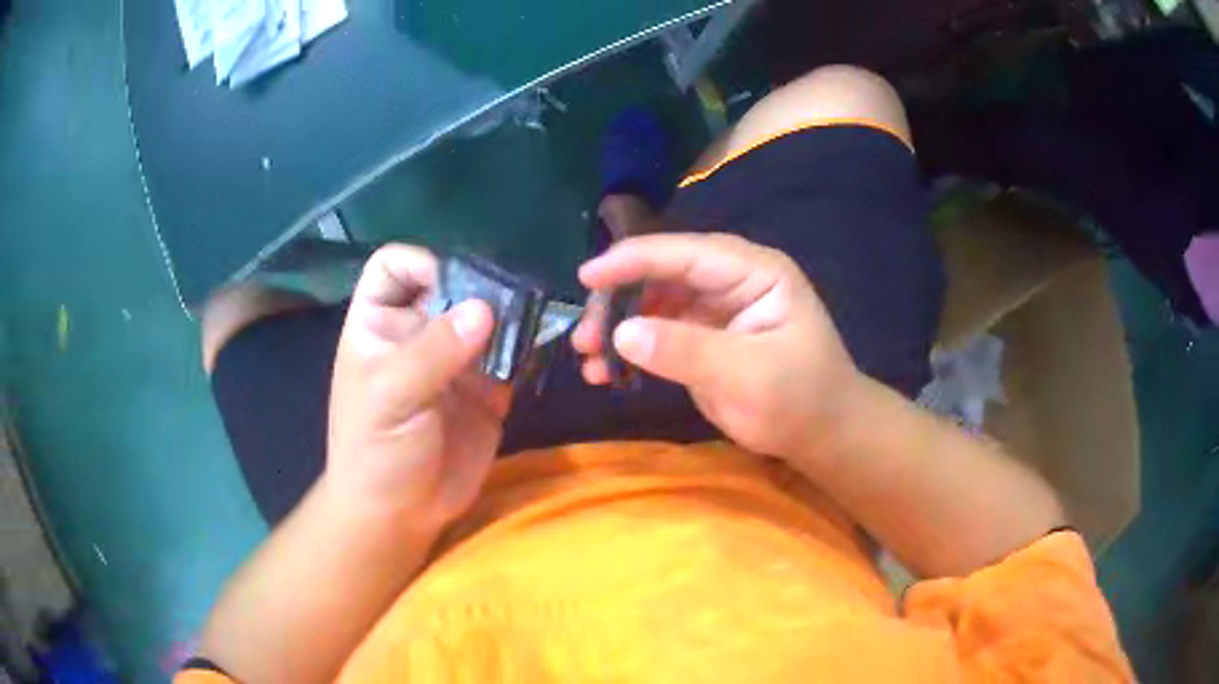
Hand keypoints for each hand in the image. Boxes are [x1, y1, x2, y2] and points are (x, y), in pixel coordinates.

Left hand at [326, 245, 509, 535]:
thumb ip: (433, 352)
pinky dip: (528, 347)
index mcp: (380, 324)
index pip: (396, 267)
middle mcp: (419, 332)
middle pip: (451, 285)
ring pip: (487, 316)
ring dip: (511, 314)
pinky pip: (512, 355)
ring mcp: (456, 360)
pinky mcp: (488, 388)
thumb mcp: (390, 397)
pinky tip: (542, 344)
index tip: (454, 283)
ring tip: (533, 318)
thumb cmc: (375, 452)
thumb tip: (484, 309)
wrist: (402, 515)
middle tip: (512, 299)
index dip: (422, 262)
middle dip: (480, 285)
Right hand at [573, 233, 860, 459]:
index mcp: (754, 272)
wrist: (822, 435)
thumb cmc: (801, 398)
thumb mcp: (749, 374)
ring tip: (588, 358)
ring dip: (617, 327)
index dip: (635, 260)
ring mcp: (714, 310)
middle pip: (662, 275)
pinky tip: (606, 372)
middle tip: (584, 335)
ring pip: (652, 304)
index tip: (588, 276)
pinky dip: (629, 350)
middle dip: (619, 300)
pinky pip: (656, 335)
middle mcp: (730, 282)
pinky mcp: (701, 340)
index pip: (687, 254)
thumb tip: (621, 333)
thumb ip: (687, 350)